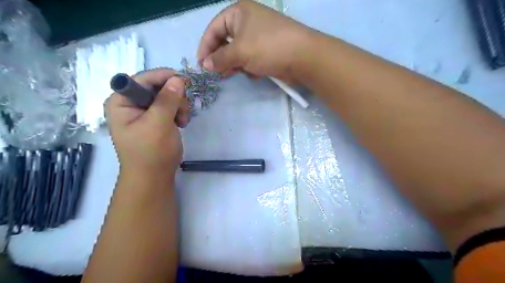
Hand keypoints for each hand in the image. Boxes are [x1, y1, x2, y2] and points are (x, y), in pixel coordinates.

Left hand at [104, 67, 188, 174]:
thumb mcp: (158, 124)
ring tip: (182, 121)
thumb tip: (178, 79)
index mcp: (121, 101)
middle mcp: (131, 103)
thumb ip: (167, 100)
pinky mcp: (156, 118)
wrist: (154, 176)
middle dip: (173, 97)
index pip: (142, 79)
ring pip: (167, 96)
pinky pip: (171, 106)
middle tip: (182, 112)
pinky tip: (181, 123)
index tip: (184, 81)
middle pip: (157, 86)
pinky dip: (179, 112)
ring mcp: (145, 111)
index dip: (163, 77)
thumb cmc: (151, 152)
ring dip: (179, 106)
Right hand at [198, 0, 313, 82]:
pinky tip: (253, 74)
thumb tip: (205, 65)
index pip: (214, 28)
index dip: (205, 46)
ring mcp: (258, 37)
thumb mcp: (239, 52)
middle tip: (216, 73)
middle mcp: (248, 22)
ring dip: (234, 64)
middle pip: (225, 41)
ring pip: (237, 52)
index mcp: (239, 13)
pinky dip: (248, 67)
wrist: (302, 57)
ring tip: (232, 74)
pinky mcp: (266, 51)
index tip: (201, 64)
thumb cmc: (267, 47)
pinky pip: (250, 59)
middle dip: (220, 58)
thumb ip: (219, 58)